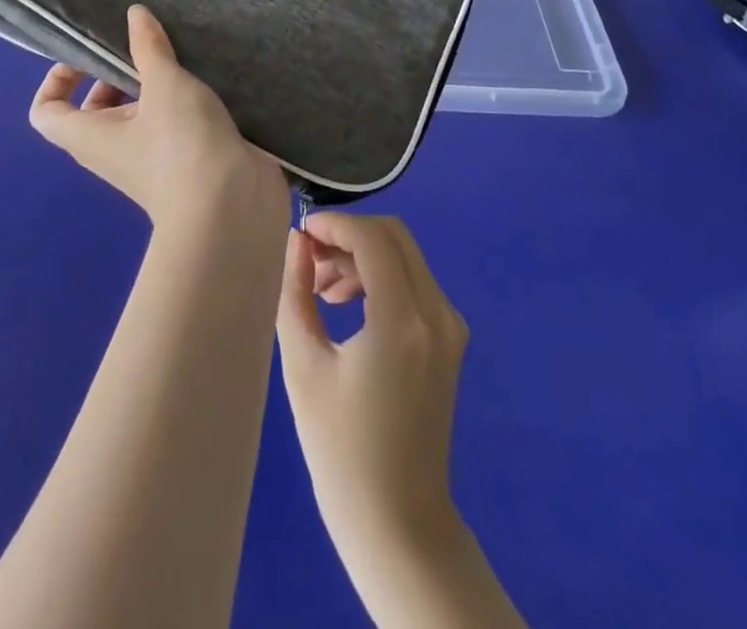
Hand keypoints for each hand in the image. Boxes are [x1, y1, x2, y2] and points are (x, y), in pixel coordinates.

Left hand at [29, 4, 288, 240]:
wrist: (231, 208)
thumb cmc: (181, 144)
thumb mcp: (164, 84)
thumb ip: (149, 47)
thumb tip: (134, 14)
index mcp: (90, 135)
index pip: (46, 112)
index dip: (57, 80)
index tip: (88, 54)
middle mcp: (113, 150)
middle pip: (96, 110)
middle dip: (115, 75)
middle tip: (143, 47)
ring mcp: (150, 160)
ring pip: (139, 116)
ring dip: (155, 87)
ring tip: (180, 56)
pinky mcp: (186, 163)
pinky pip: (171, 127)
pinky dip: (182, 103)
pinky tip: (207, 79)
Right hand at [277, 213, 467, 552]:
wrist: (398, 522)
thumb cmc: (342, 451)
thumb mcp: (305, 368)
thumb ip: (296, 294)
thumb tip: (296, 243)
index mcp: (404, 322)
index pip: (373, 239)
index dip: (334, 225)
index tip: (300, 234)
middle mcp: (438, 314)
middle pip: (395, 237)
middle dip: (349, 236)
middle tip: (309, 261)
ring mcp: (450, 326)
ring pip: (406, 256)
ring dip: (363, 256)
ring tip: (321, 290)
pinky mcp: (450, 339)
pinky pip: (415, 282)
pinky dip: (381, 276)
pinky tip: (349, 304)